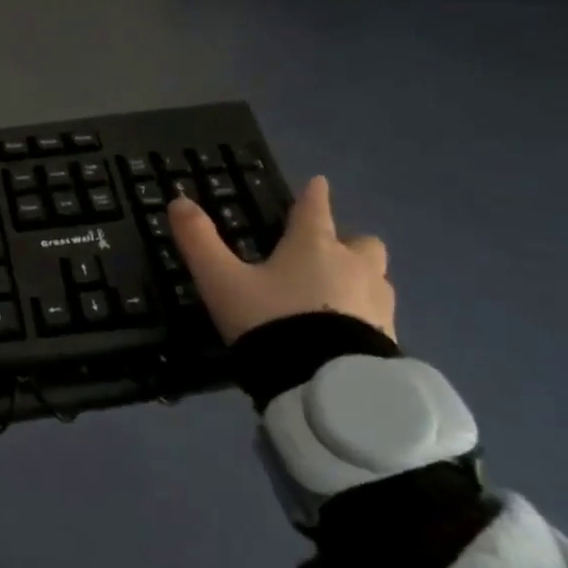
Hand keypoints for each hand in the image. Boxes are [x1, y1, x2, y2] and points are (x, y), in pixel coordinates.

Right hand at [167, 176, 393, 343]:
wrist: (325, 385)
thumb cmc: (272, 321)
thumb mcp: (222, 281)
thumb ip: (199, 241)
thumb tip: (178, 201)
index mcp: (314, 246)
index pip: (315, 209)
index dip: (314, 194)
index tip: (319, 182)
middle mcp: (353, 267)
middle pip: (362, 243)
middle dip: (348, 243)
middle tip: (327, 254)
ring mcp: (378, 304)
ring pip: (376, 279)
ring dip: (360, 279)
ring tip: (335, 296)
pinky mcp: (389, 339)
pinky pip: (379, 315)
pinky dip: (364, 315)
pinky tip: (344, 332)